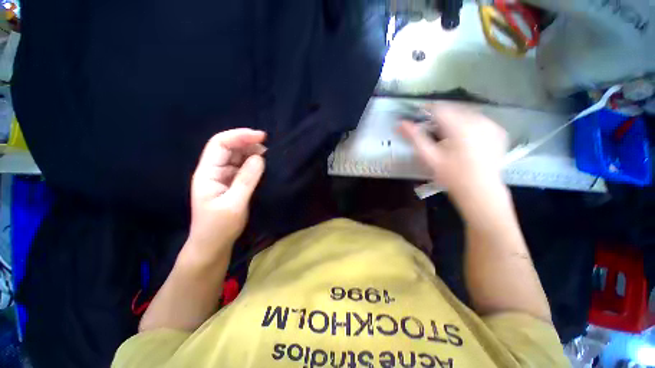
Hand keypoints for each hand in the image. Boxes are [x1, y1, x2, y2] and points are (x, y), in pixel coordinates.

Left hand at [185, 129, 265, 261]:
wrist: (212, 246)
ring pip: (237, 157)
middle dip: (248, 143)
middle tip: (269, 147)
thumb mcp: (234, 204)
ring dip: (252, 153)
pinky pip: (242, 168)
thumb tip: (260, 158)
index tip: (261, 137)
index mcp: (207, 173)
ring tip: (269, 155)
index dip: (239, 136)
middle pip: (229, 148)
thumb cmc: (219, 227)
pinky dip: (253, 163)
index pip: (220, 144)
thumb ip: (246, 180)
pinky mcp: (231, 183)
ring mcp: (223, 177)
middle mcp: (214, 171)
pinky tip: (263, 165)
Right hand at [399, 103, 508, 209]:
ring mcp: (491, 125)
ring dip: (453, 119)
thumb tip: (400, 123)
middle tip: (430, 128)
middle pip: (453, 109)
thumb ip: (415, 138)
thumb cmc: (452, 176)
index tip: (417, 114)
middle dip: (440, 115)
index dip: (426, 109)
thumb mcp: (429, 158)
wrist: (480, 191)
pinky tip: (462, 138)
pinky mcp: (498, 132)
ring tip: (445, 135)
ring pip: (466, 113)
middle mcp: (479, 121)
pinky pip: (478, 120)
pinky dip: (467, 124)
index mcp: (460, 127)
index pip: (439, 108)